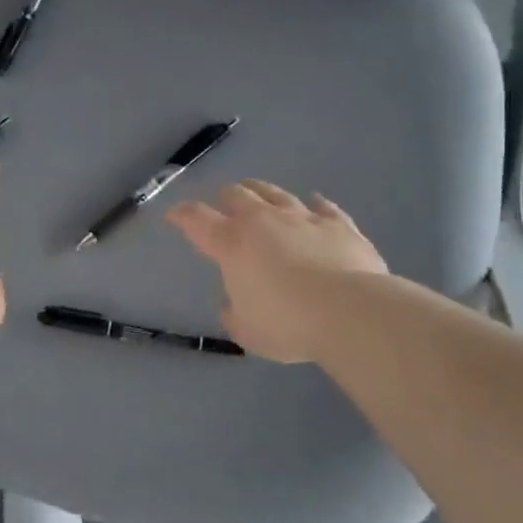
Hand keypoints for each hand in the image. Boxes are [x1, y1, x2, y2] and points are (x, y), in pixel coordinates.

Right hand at [166, 180, 387, 362]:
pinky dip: (315, 204)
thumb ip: (234, 314)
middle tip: (222, 203)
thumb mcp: (246, 331)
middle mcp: (264, 221)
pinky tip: (315, 200)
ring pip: (276, 193)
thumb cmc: (287, 323)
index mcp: (232, 244)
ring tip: (257, 191)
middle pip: (237, 195)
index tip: (173, 215)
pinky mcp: (338, 225)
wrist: (349, 311)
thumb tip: (233, 305)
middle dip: (225, 197)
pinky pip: (324, 207)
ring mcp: (303, 218)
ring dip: (262, 191)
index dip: (182, 215)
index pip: (197, 220)